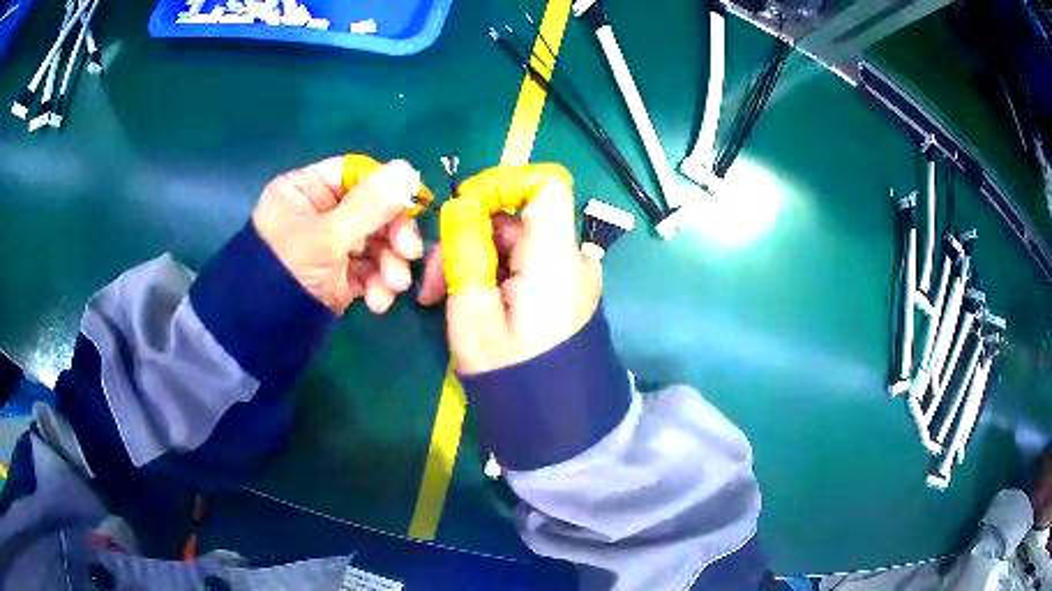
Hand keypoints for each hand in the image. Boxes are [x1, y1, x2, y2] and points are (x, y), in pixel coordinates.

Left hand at [252, 156, 425, 314]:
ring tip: (393, 285)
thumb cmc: (287, 268)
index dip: (387, 188)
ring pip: (374, 244)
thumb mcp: (327, 235)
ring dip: (389, 265)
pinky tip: (378, 301)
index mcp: (307, 189)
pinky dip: (378, 285)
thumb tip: (408, 168)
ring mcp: (329, 245)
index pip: (355, 174)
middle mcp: (319, 212)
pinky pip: (367, 271)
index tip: (413, 204)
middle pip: (371, 211)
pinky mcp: (338, 276)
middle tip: (409, 252)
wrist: (264, 331)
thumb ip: (370, 204)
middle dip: (392, 235)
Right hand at [417, 164, 601, 373]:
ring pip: (515, 241)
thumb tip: (463, 213)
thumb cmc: (511, 373)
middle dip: (470, 235)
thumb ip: (465, 254)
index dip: (505, 183)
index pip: (547, 186)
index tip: (466, 206)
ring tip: (440, 297)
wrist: (554, 419)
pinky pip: (525, 262)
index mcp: (556, 259)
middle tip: (434, 278)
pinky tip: (469, 300)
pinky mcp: (562, 289)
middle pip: (518, 216)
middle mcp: (572, 258)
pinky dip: (494, 272)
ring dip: (475, 258)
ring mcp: (570, 274)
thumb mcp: (472, 314)